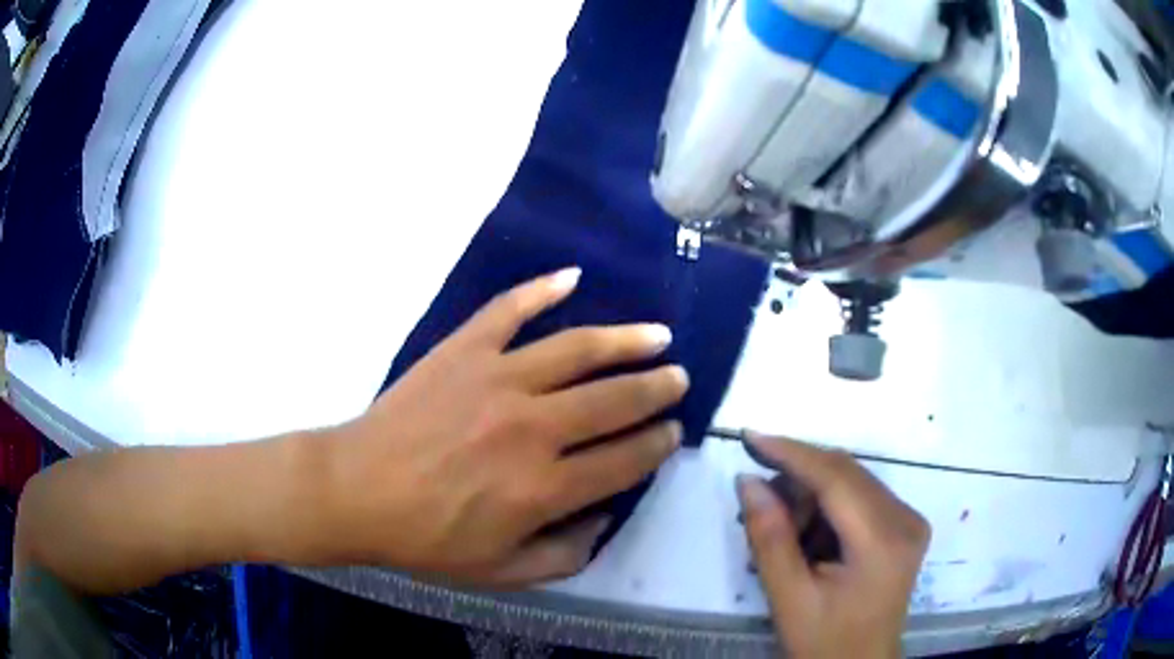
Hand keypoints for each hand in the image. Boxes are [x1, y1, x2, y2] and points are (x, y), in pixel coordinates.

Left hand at [320, 268, 688, 587]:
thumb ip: (564, 554)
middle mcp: (531, 428)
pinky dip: (542, 289)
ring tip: (658, 335)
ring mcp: (496, 379)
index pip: (624, 460)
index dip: (657, 445)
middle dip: (655, 389)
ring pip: (578, 349)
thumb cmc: (426, 538)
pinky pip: (509, 310)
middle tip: (678, 379)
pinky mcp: (464, 350)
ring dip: (626, 340)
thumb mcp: (500, 571)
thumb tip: (605, 518)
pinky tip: (572, 277)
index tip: (672, 432)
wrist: (357, 491)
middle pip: (614, 400)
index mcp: (542, 488)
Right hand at [737, 436, 929, 658]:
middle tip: (756, 498)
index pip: (836, 478)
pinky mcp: (904, 526)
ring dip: (811, 495)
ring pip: (852, 482)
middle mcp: (906, 518)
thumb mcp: (789, 598)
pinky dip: (827, 507)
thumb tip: (748, 481)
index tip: (749, 437)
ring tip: (781, 531)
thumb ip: (770, 538)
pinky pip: (860, 497)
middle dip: (797, 478)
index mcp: (883, 541)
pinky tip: (807, 536)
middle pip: (846, 473)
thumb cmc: (825, 642)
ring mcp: (909, 520)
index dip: (792, 453)